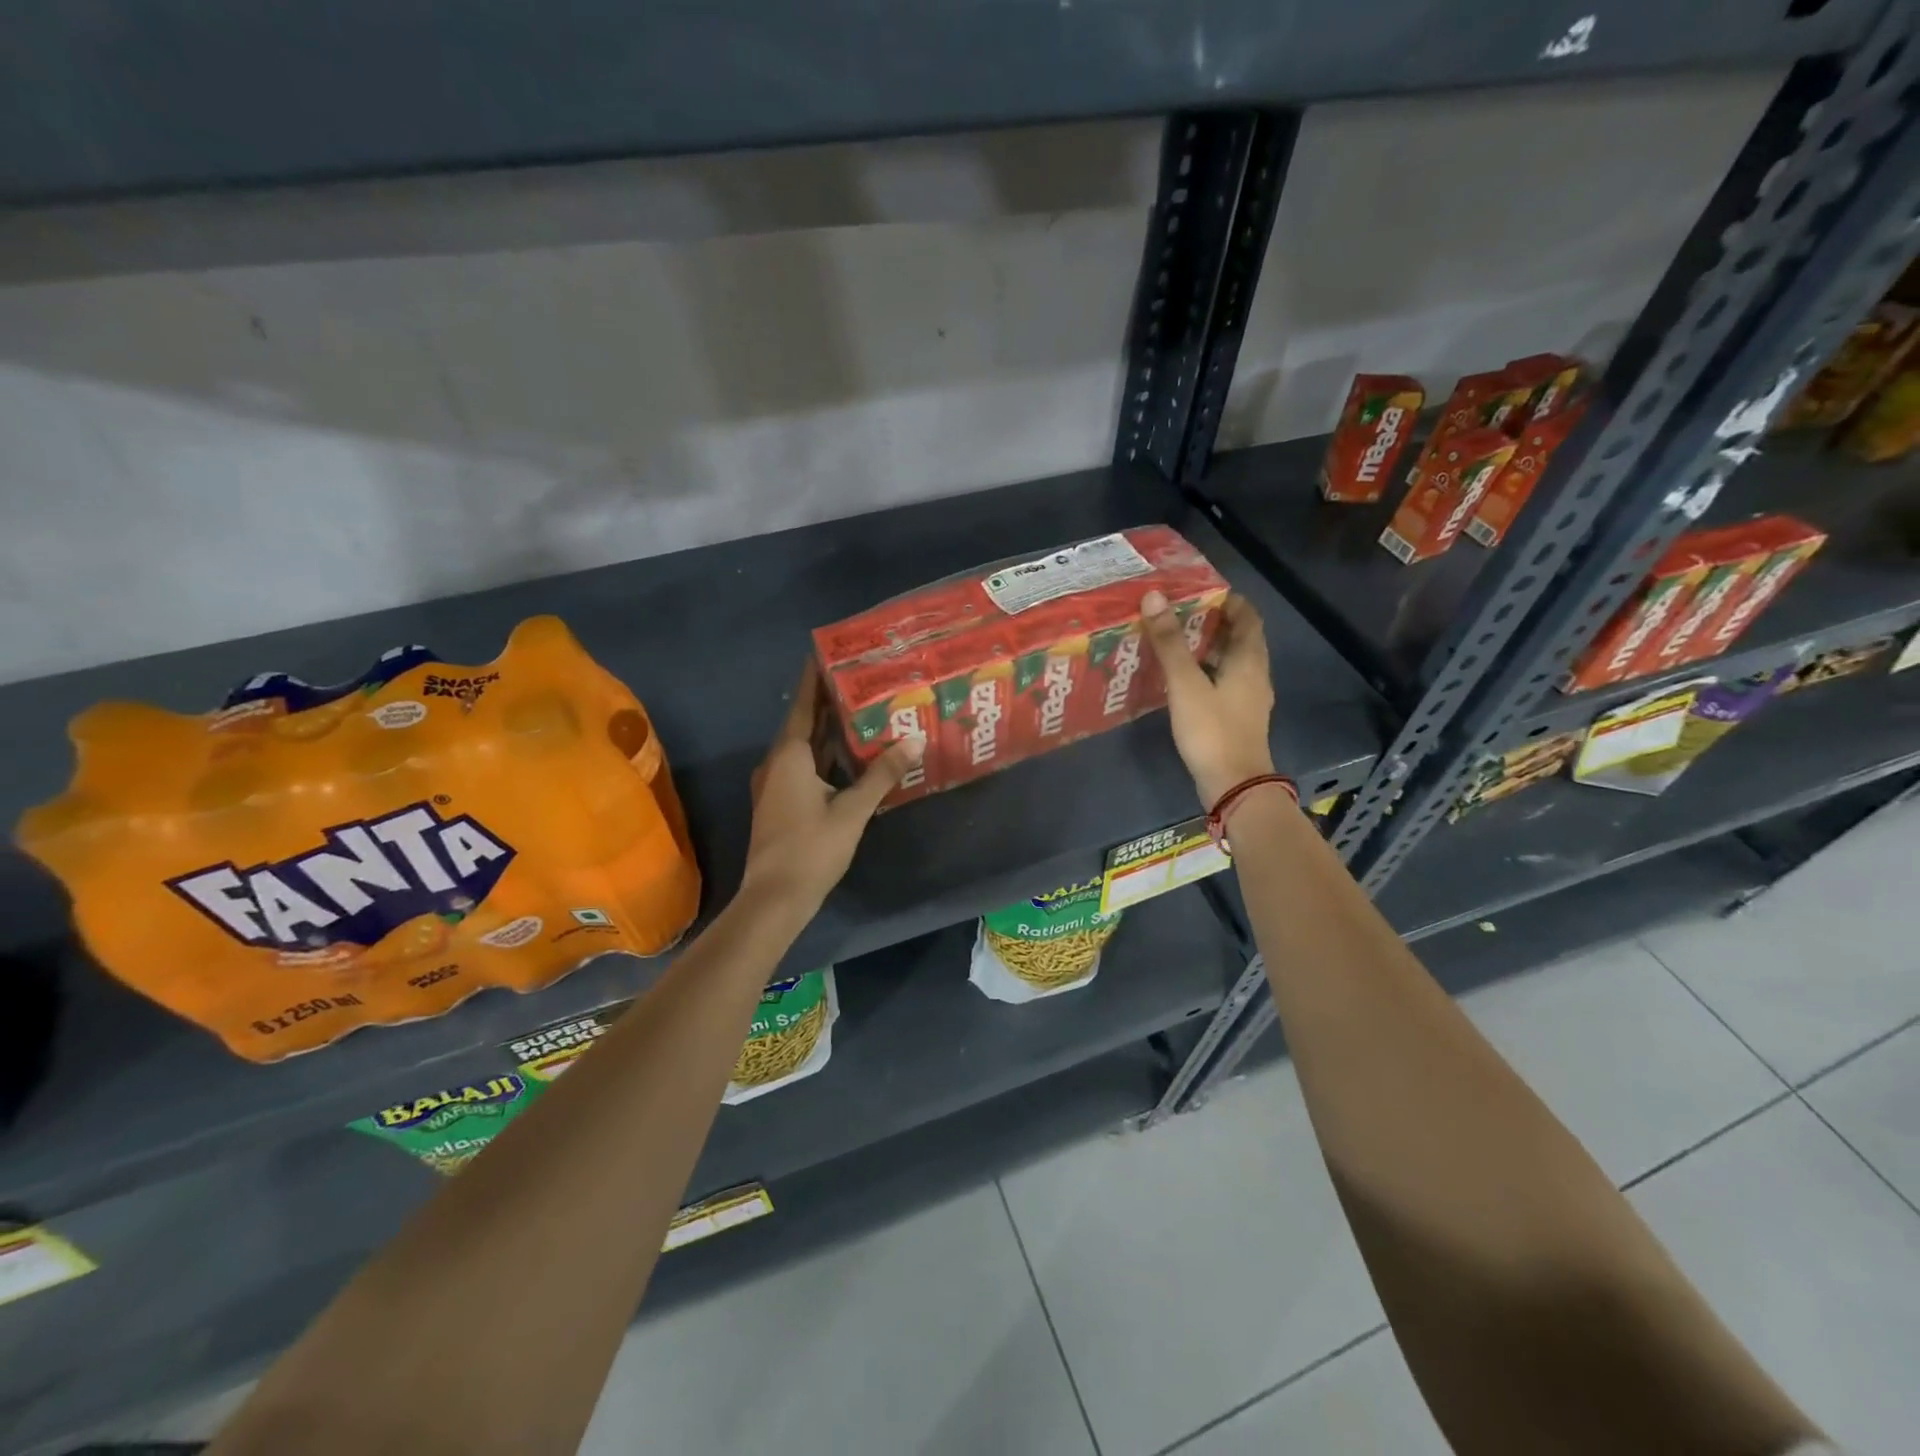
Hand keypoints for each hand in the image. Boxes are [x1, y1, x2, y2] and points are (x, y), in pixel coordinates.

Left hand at [739, 662, 923, 915]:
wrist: (775, 898)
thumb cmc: (811, 848)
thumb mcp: (853, 810)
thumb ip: (882, 774)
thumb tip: (914, 740)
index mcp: (790, 756)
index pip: (804, 706)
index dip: (814, 679)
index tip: (825, 652)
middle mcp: (778, 763)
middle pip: (805, 724)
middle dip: (828, 702)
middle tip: (857, 677)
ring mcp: (777, 785)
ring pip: (805, 748)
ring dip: (828, 730)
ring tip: (860, 708)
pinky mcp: (782, 803)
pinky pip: (805, 767)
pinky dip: (825, 755)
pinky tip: (849, 754)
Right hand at [1140, 590, 1276, 806]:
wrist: (1233, 785)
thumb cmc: (1212, 730)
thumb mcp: (1186, 683)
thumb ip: (1170, 642)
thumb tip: (1155, 597)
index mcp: (1249, 659)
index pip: (1248, 616)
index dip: (1227, 600)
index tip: (1198, 591)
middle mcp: (1255, 674)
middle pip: (1239, 637)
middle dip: (1212, 622)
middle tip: (1176, 613)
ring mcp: (1248, 698)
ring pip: (1230, 662)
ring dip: (1206, 648)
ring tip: (1173, 640)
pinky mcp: (1237, 717)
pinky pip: (1223, 682)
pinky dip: (1205, 672)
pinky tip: (1180, 678)